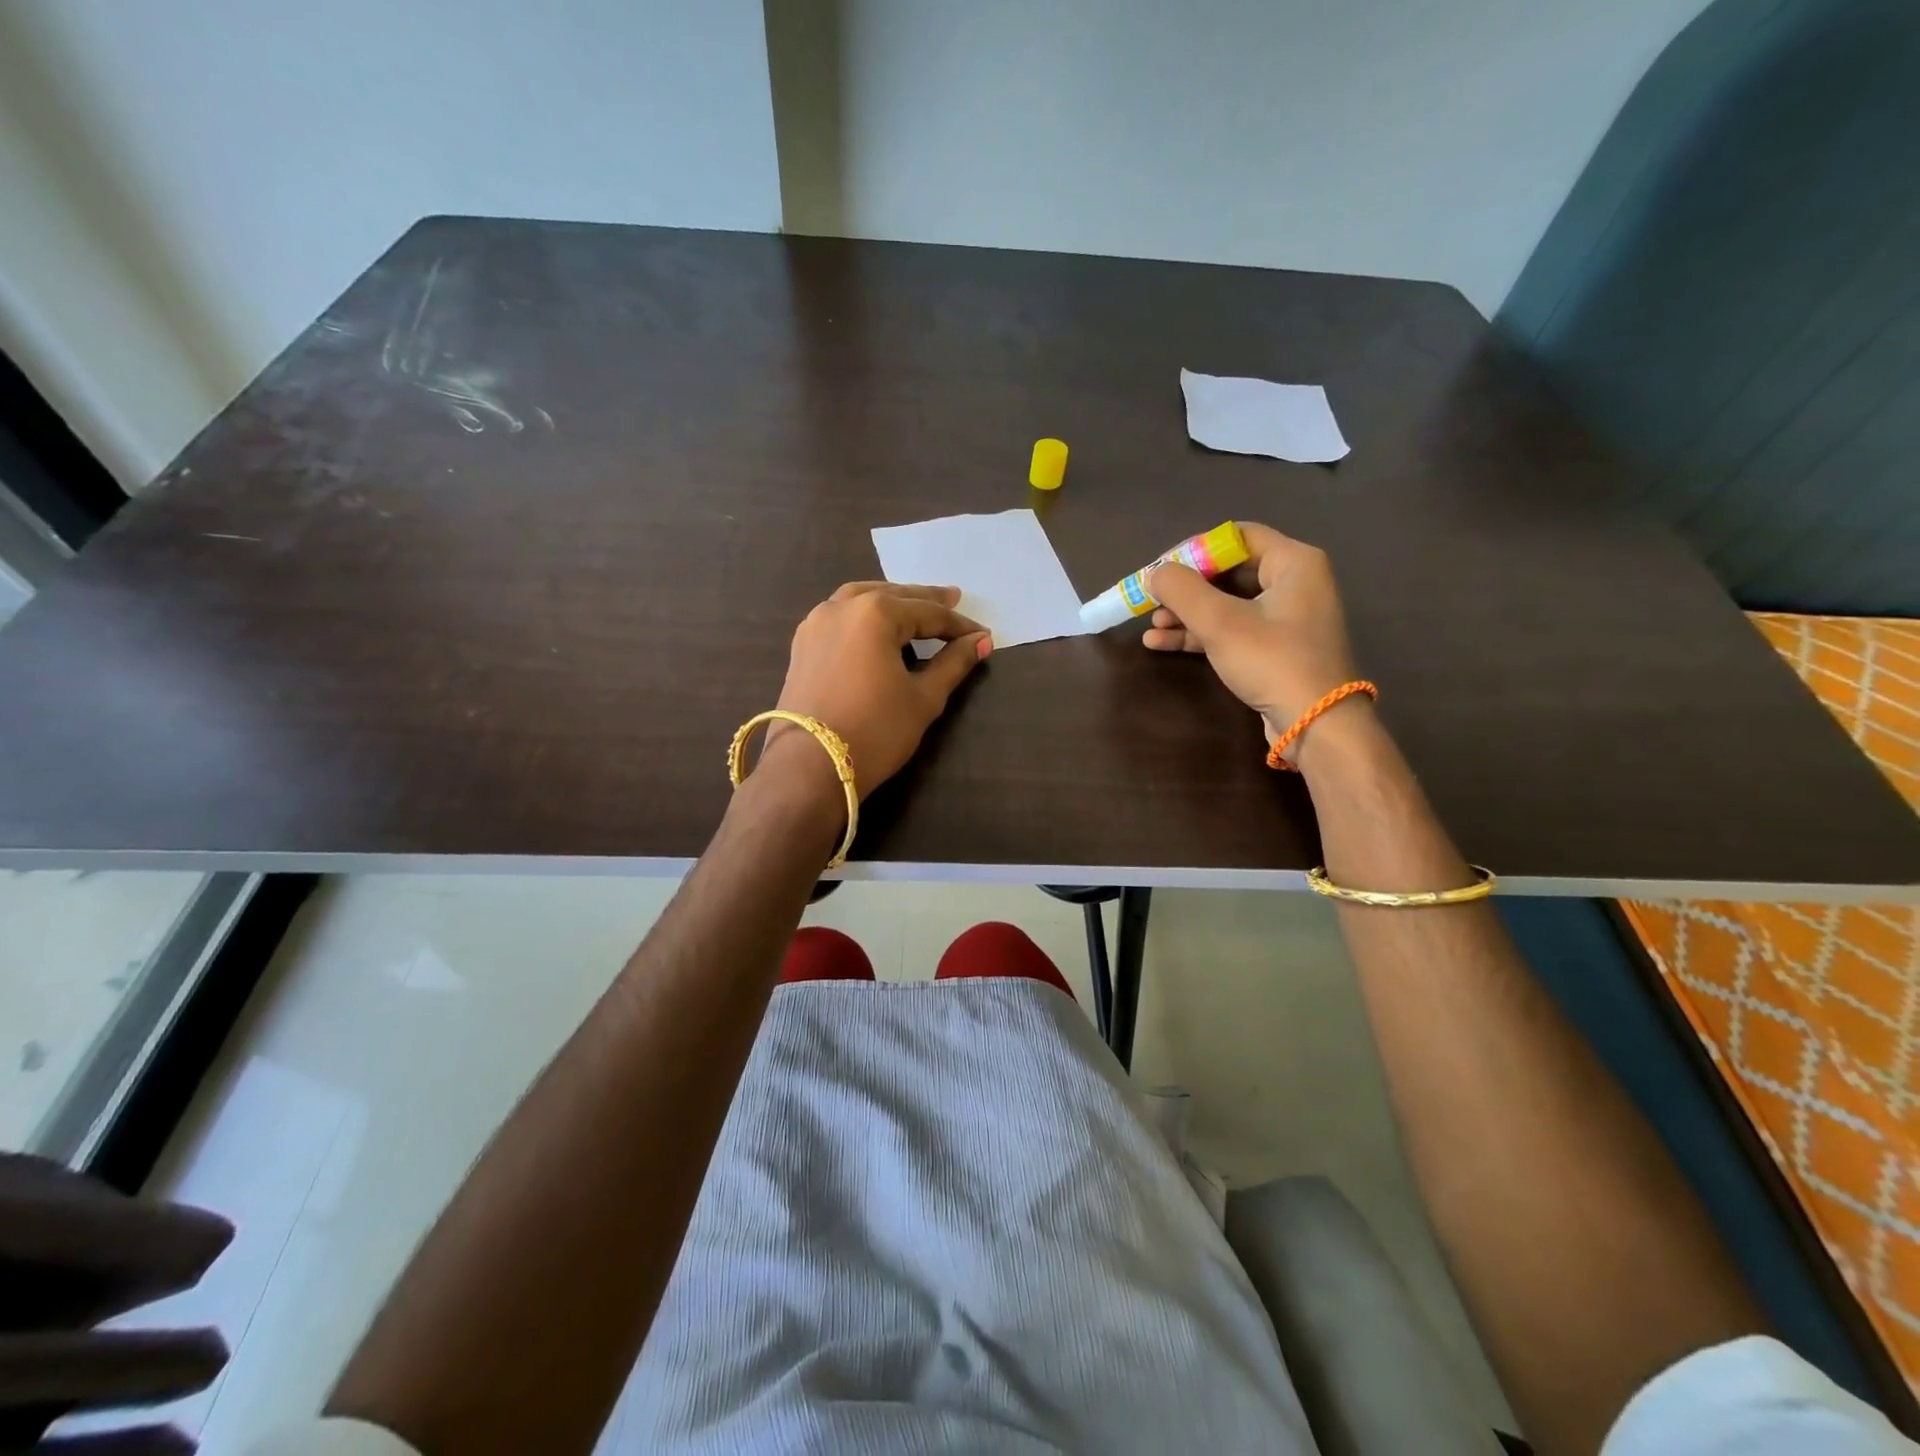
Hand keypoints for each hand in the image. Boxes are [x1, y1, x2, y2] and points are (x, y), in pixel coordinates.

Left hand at [768, 582, 991, 798]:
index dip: (959, 626)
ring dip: (890, 601)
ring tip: (913, 608)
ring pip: (860, 600)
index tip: (983, 636)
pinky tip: (874, 630)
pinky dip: (863, 616)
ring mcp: (816, 624)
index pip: (928, 613)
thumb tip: (981, 641)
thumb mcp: (924, 698)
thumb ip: (954, 664)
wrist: (809, 767)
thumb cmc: (875, 731)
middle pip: (893, 597)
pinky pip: (839, 617)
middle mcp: (842, 607)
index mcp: (875, 612)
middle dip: (924, 601)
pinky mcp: (802, 646)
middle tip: (953, 599)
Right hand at [1145, 523, 1362, 758]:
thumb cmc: (1272, 660)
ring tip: (1151, 626)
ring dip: (1186, 614)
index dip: (1194, 549)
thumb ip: (1181, 590)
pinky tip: (1162, 643)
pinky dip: (1199, 634)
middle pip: (1228, 571)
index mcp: (1293, 562)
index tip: (1161, 569)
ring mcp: (1286, 618)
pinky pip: (1232, 629)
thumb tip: (1154, 573)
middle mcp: (1294, 583)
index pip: (1236, 536)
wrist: (1314, 723)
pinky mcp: (1275, 648)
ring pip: (1226, 604)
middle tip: (1152, 600)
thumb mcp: (1220, 622)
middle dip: (1186, 588)